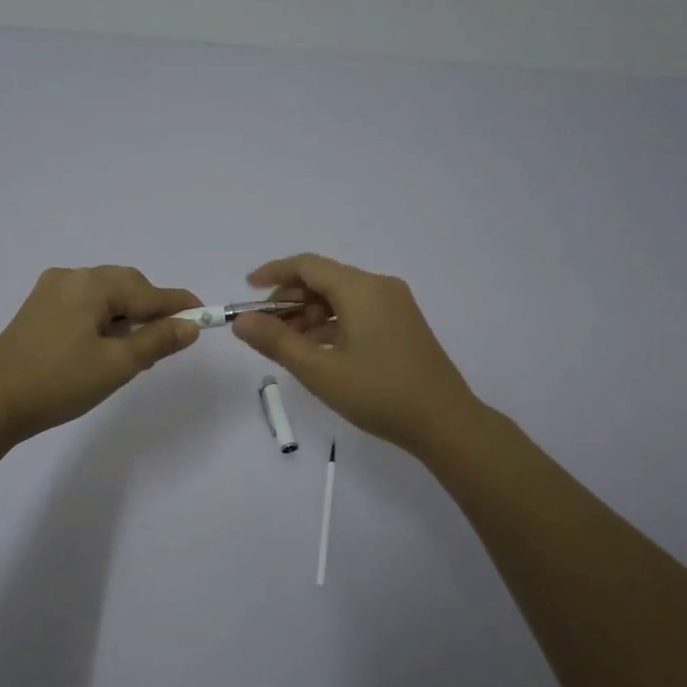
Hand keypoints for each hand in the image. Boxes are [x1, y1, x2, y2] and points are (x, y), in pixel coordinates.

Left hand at [0, 267, 202, 443]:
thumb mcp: (117, 364)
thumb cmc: (60, 382)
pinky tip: (105, 346)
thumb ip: (157, 341)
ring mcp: (50, 291)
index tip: (205, 316)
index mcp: (92, 285)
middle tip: (167, 341)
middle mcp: (70, 277)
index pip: (148, 291)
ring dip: (127, 315)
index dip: (178, 305)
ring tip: (135, 351)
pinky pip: (84, 305)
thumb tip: (190, 325)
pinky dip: (103, 319)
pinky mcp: (37, 309)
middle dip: (150, 310)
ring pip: (104, 296)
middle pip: (126, 286)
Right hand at [231, 253, 479, 454]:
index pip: (307, 265)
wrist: (444, 421)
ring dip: (310, 315)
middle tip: (265, 330)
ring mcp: (395, 305)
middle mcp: (379, 287)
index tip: (247, 288)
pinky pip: (358, 311)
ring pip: (341, 297)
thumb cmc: (379, 393)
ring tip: (288, 346)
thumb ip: (277, 342)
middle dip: (290, 299)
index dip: (274, 273)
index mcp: (360, 289)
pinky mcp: (403, 324)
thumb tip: (241, 321)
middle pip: (324, 279)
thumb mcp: (320, 370)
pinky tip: (318, 351)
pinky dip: (333, 324)